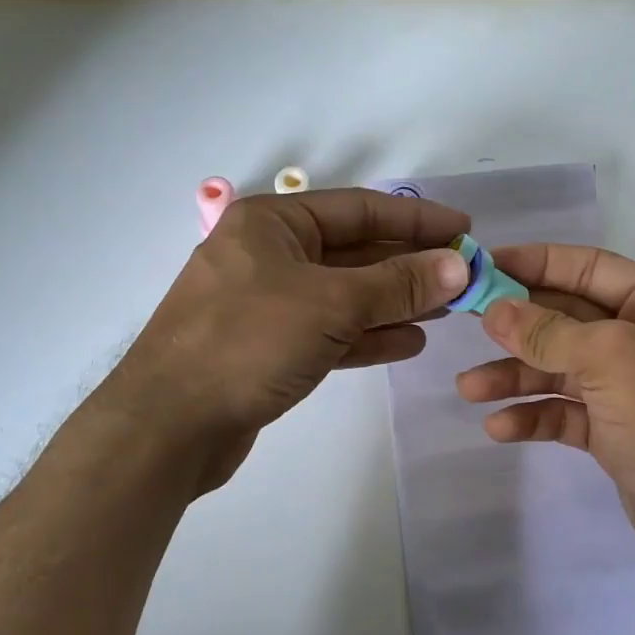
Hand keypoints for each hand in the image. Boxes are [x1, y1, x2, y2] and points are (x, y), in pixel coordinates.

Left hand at [108, 188, 471, 492]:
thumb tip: (459, 265)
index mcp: (272, 223)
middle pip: (354, 251)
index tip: (464, 231)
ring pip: (345, 294)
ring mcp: (267, 302)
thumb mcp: (331, 304)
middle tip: (463, 276)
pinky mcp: (269, 346)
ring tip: (445, 310)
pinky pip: (329, 330)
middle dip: (409, 265)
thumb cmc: (247, 342)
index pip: (360, 208)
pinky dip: (368, 334)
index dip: (416, 219)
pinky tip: (409, 342)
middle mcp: (269, 254)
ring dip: (394, 301)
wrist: (170, 425)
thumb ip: (398, 284)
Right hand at [455, 243, 634, 579]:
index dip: (536, 264)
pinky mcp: (615, 432)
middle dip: (518, 327)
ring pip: (560, 370)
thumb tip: (493, 310)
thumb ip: (547, 332)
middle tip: (468, 325)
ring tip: (469, 388)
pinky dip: (534, 416)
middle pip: (568, 320)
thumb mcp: (609, 359)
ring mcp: (630, 388)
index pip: (589, 268)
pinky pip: (566, 412)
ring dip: (515, 377)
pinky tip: (499, 427)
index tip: (486, 266)